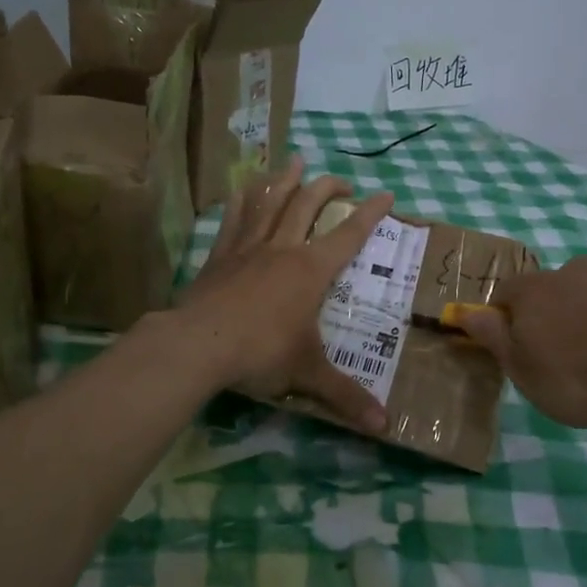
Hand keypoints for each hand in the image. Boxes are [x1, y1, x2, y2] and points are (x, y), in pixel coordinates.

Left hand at [176, 157, 396, 432]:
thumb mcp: (308, 374)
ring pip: (270, 201)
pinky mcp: (220, 256)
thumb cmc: (261, 353)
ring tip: (295, 160)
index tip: (387, 194)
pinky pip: (233, 219)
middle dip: (328, 187)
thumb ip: (346, 396)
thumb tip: (385, 427)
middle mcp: (283, 249)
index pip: (349, 235)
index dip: (370, 214)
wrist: (199, 345)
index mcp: (311, 270)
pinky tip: (242, 186)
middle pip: (308, 205)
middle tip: (341, 180)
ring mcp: (248, 248)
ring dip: (285, 179)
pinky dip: (241, 200)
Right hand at [458, 257, 586, 429]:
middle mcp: (577, 272)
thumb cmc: (580, 377)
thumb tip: (463, 312)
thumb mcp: (523, 370)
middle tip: (570, 355)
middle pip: (558, 288)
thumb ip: (493, 338)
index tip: (518, 346)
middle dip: (558, 312)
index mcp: (537, 290)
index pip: (508, 293)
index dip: (508, 317)